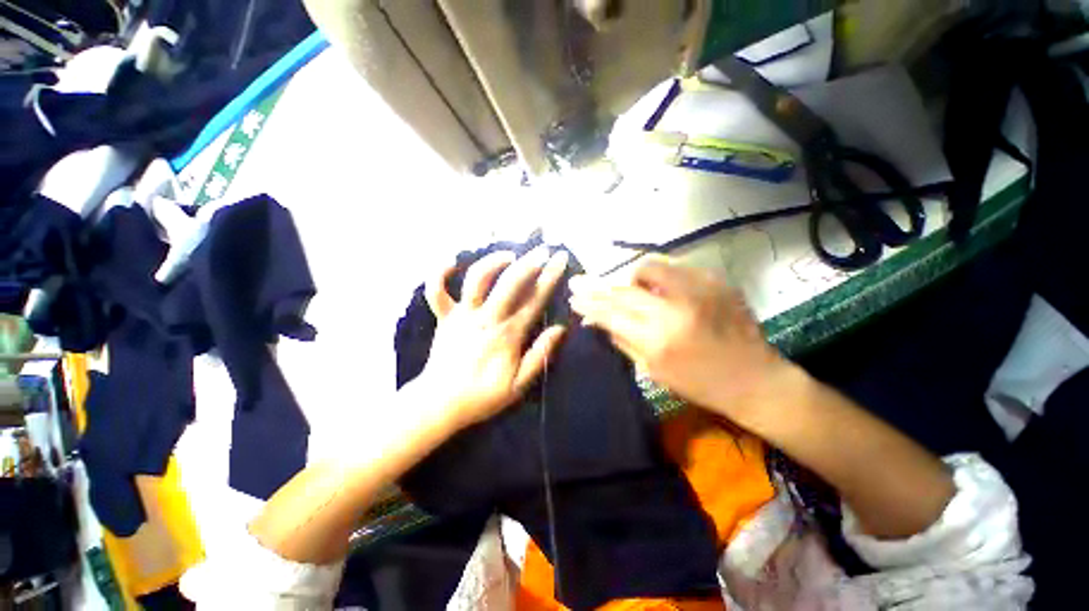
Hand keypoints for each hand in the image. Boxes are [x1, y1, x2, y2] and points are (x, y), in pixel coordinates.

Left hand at [419, 248, 568, 430]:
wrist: (440, 404)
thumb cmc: (483, 395)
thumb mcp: (519, 384)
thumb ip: (540, 355)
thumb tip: (560, 329)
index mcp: (508, 335)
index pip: (534, 300)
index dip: (550, 278)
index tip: (560, 260)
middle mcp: (487, 319)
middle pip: (510, 284)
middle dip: (529, 263)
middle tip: (543, 250)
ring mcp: (462, 316)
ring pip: (476, 281)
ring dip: (493, 262)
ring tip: (508, 255)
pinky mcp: (444, 318)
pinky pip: (436, 292)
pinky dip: (439, 274)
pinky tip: (452, 261)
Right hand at [569, 256, 793, 423]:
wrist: (755, 379)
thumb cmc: (699, 384)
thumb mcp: (653, 370)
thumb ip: (621, 340)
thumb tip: (595, 321)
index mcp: (658, 339)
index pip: (611, 312)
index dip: (589, 304)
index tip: (573, 297)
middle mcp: (675, 308)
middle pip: (624, 288)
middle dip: (597, 286)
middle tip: (580, 282)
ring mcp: (698, 289)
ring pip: (649, 266)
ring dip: (630, 277)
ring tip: (628, 288)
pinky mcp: (715, 280)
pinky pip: (675, 266)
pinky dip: (658, 275)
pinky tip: (656, 286)